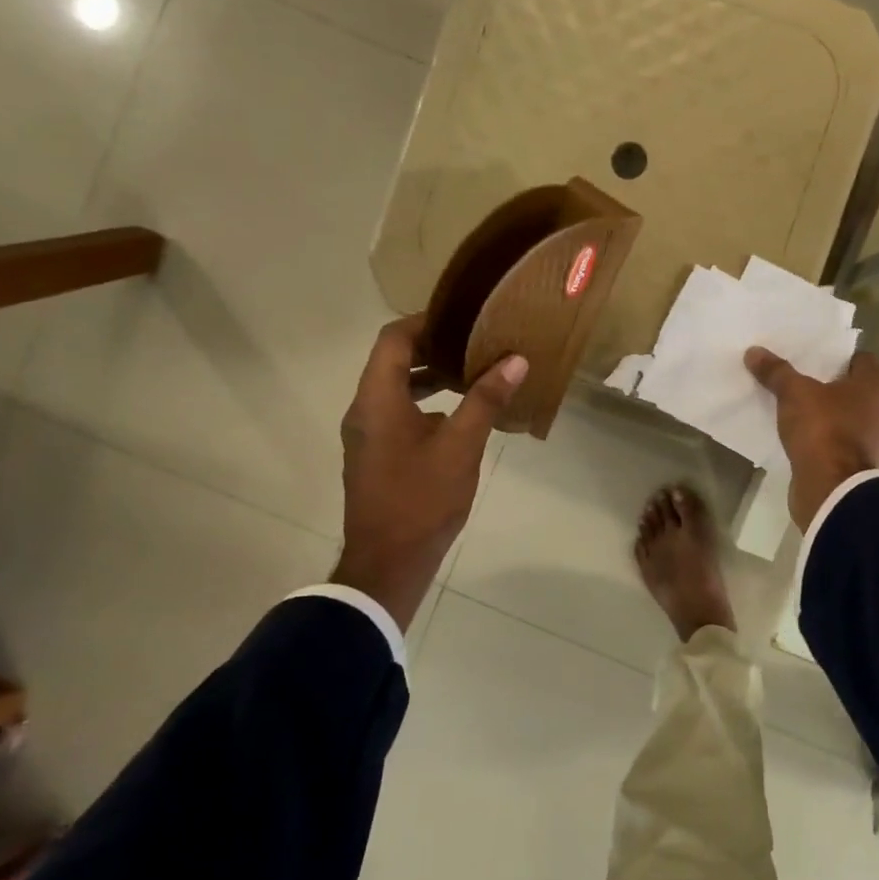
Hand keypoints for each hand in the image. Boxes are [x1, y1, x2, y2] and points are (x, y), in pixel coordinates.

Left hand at [332, 315, 526, 627]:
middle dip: (434, 346)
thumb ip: (486, 399)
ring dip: (431, 375)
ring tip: (473, 371)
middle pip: (393, 360)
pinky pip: (397, 412)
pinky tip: (460, 414)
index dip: (426, 320)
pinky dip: (425, 401)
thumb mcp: (461, 446)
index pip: (393, 339)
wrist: (388, 563)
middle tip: (476, 340)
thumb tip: (514, 359)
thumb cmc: (422, 499)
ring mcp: (367, 434)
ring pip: (395, 388)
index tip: (463, 316)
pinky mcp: (375, 455)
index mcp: (377, 400)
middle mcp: (364, 410)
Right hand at [744, 346, 878, 529]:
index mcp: (876, 386)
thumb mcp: (794, 394)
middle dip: (828, 384)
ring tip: (795, 406)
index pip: (860, 359)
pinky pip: (840, 440)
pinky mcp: (859, 463)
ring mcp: (873, 439)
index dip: (835, 356)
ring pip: (847, 415)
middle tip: (798, 378)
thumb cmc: (823, 430)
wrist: (832, 489)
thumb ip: (776, 372)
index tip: (809, 358)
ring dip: (827, 412)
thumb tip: (754, 352)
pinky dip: (825, 436)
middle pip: (854, 388)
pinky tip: (801, 434)